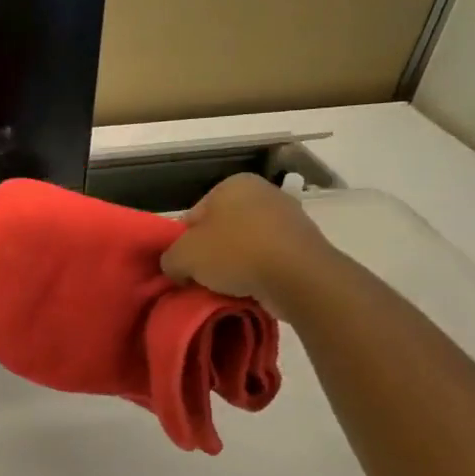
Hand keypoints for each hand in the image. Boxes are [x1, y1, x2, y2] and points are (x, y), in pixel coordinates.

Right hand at [160, 173, 337, 318]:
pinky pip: (269, 260)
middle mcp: (263, 192)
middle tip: (200, 281)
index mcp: (232, 184)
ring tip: (226, 290)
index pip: (193, 216)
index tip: (183, 268)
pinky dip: (258, 274)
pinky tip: (251, 291)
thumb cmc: (235, 253)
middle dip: (210, 255)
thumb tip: (176, 268)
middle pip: (221, 231)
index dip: (182, 245)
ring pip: (245, 247)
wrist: (298, 277)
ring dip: (234, 267)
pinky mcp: (305, 244)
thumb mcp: (183, 257)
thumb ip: (169, 259)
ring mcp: (288, 217)